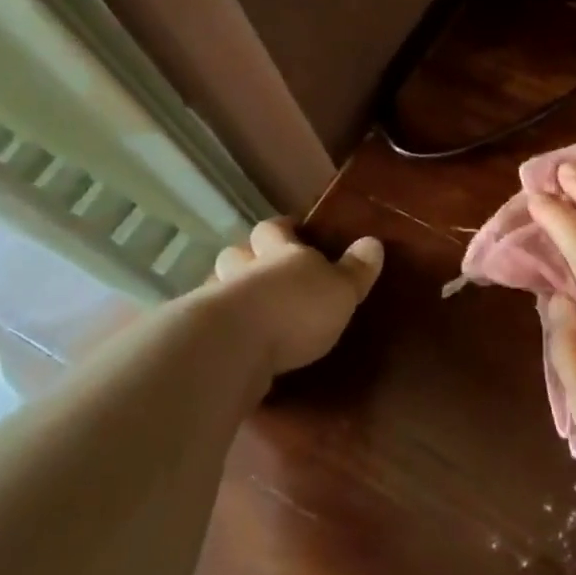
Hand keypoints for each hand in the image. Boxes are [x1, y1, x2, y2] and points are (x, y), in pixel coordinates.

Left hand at [212, 218, 383, 374]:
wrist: (234, 347)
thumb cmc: (296, 309)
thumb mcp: (341, 290)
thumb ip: (356, 269)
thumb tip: (373, 242)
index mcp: (281, 253)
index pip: (275, 228)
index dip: (283, 228)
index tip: (292, 229)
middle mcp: (245, 269)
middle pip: (237, 252)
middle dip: (247, 256)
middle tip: (263, 269)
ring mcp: (217, 300)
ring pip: (217, 284)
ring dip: (228, 290)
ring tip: (245, 307)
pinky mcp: (202, 336)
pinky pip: (210, 323)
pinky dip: (219, 327)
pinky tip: (232, 341)